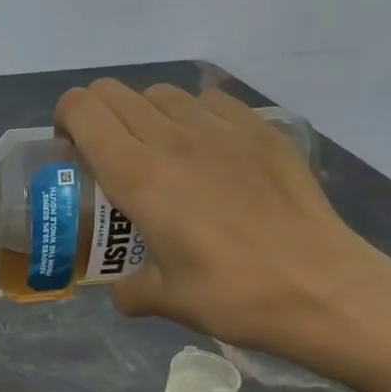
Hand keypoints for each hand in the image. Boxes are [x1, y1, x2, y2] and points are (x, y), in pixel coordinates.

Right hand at [55, 79, 390, 361]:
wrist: (325, 289)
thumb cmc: (233, 294)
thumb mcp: (163, 299)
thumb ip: (128, 288)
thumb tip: (121, 289)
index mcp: (137, 175)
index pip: (83, 109)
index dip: (66, 119)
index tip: (70, 150)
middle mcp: (171, 139)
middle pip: (114, 92)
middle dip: (97, 115)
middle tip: (105, 153)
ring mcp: (221, 129)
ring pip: (160, 92)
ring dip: (144, 113)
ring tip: (156, 150)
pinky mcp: (261, 130)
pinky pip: (210, 100)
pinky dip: (193, 114)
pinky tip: (206, 149)